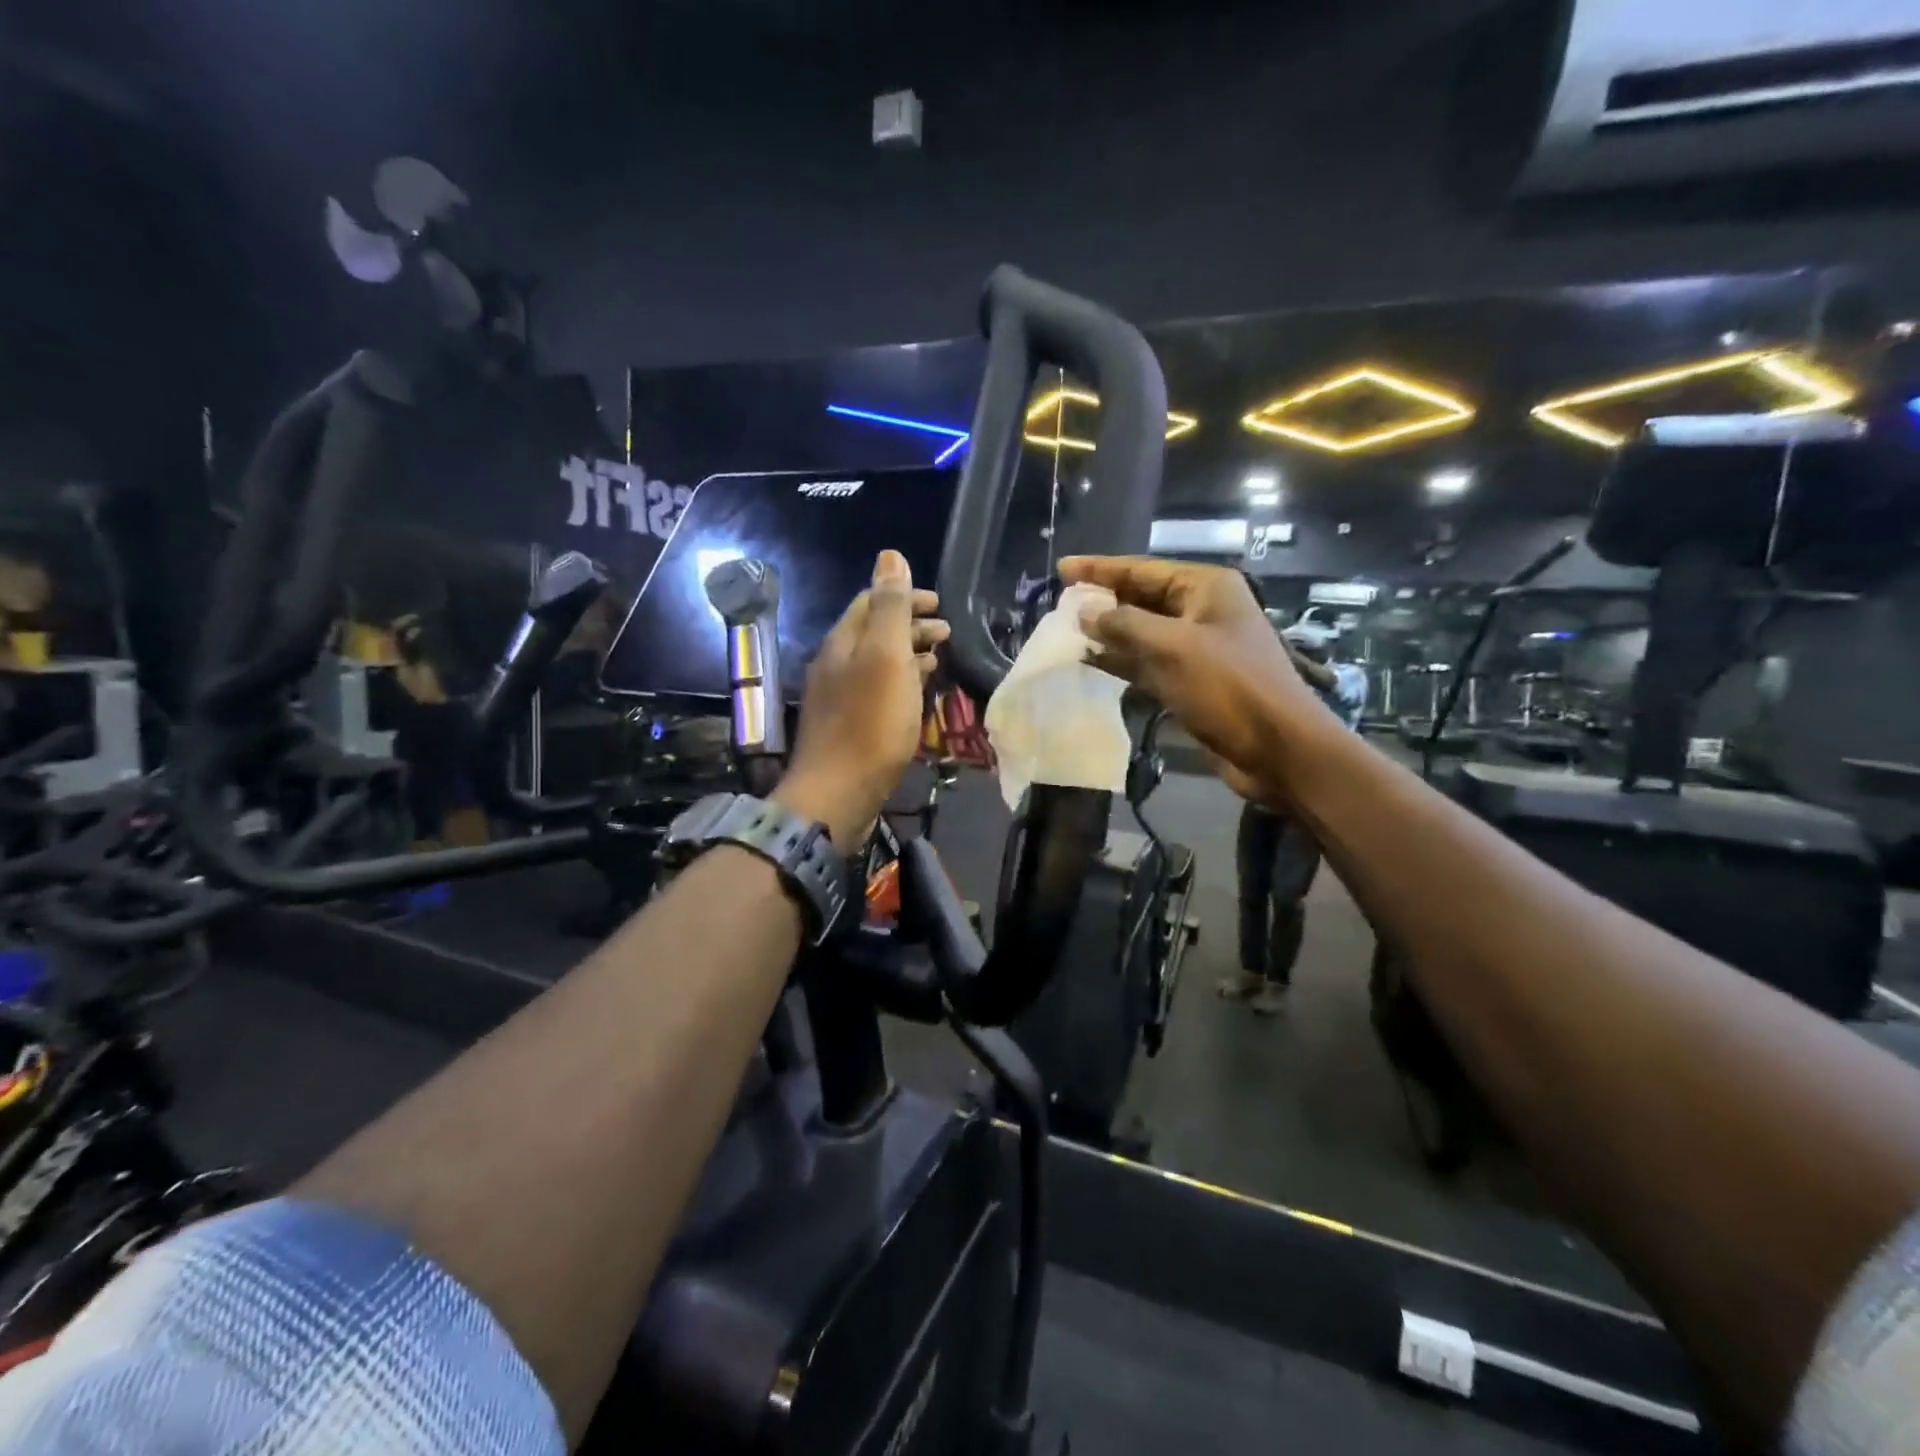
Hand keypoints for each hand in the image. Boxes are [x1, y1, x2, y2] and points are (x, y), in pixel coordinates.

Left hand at [775, 551, 948, 847]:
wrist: (838, 793)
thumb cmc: (870, 723)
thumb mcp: (886, 657)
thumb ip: (890, 608)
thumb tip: (890, 555)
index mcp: (843, 642)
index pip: (871, 602)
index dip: (905, 596)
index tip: (940, 603)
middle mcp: (835, 664)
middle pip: (874, 632)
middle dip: (910, 625)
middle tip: (947, 632)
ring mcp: (839, 697)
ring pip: (877, 663)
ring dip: (908, 654)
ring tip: (938, 659)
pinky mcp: (848, 726)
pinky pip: (878, 691)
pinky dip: (901, 682)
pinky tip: (917, 695)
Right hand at [1060, 555, 1333, 807]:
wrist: (1276, 749)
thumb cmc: (1228, 687)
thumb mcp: (1172, 648)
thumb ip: (1123, 625)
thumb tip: (1082, 611)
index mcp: (1206, 588)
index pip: (1142, 569)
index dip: (1100, 568)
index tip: (1062, 568)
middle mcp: (1202, 610)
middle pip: (1142, 597)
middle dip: (1103, 600)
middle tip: (1060, 602)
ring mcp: (1198, 647)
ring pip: (1143, 631)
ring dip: (1108, 632)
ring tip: (1067, 630)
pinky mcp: (1192, 680)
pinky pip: (1149, 661)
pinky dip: (1122, 660)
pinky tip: (1091, 661)